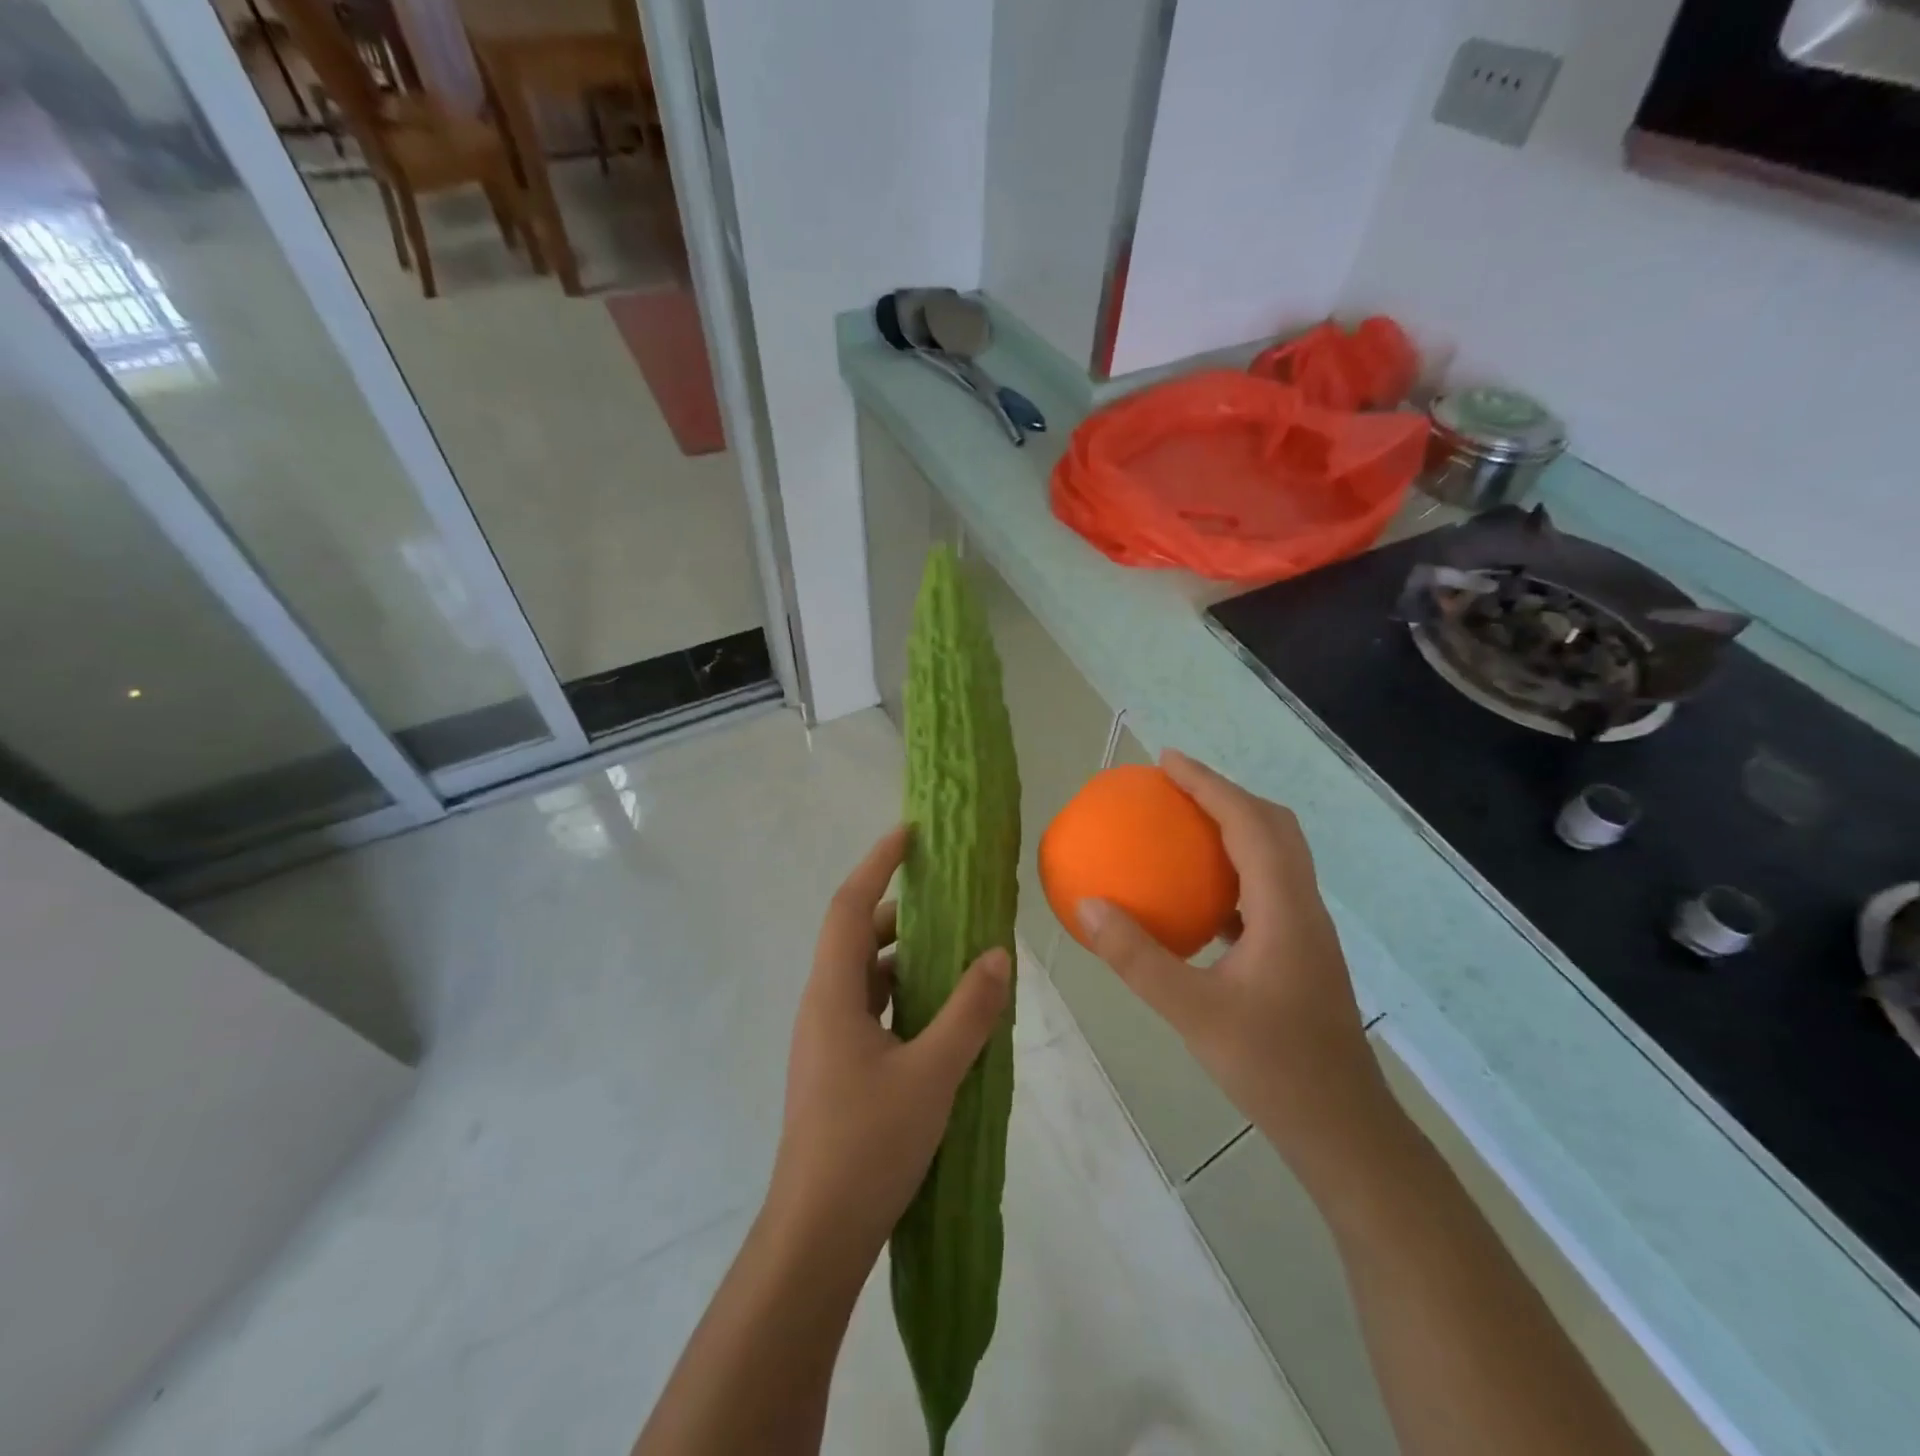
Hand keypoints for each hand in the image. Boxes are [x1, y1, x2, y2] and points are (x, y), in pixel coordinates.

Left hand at [766, 825, 1011, 1264]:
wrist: (818, 1234)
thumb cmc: (868, 1144)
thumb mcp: (932, 1073)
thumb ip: (968, 1010)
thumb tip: (998, 954)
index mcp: (833, 993)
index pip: (850, 906)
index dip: (877, 862)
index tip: (910, 834)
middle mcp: (824, 1005)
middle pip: (858, 937)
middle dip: (902, 912)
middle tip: (951, 901)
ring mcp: (828, 1039)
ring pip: (866, 976)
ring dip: (906, 957)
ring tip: (957, 953)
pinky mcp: (839, 1068)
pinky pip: (872, 1009)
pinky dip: (904, 996)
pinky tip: (942, 1014)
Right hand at [1077, 751, 1386, 1169]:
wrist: (1343, 1129)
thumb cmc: (1273, 1068)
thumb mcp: (1193, 1013)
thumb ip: (1137, 959)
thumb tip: (1089, 905)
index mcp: (1284, 909)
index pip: (1249, 823)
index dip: (1209, 784)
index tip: (1167, 761)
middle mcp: (1302, 907)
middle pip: (1273, 827)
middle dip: (1224, 793)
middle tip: (1174, 785)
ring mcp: (1305, 930)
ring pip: (1274, 856)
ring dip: (1233, 827)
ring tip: (1183, 825)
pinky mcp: (1299, 952)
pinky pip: (1264, 889)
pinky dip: (1231, 870)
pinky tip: (1197, 896)